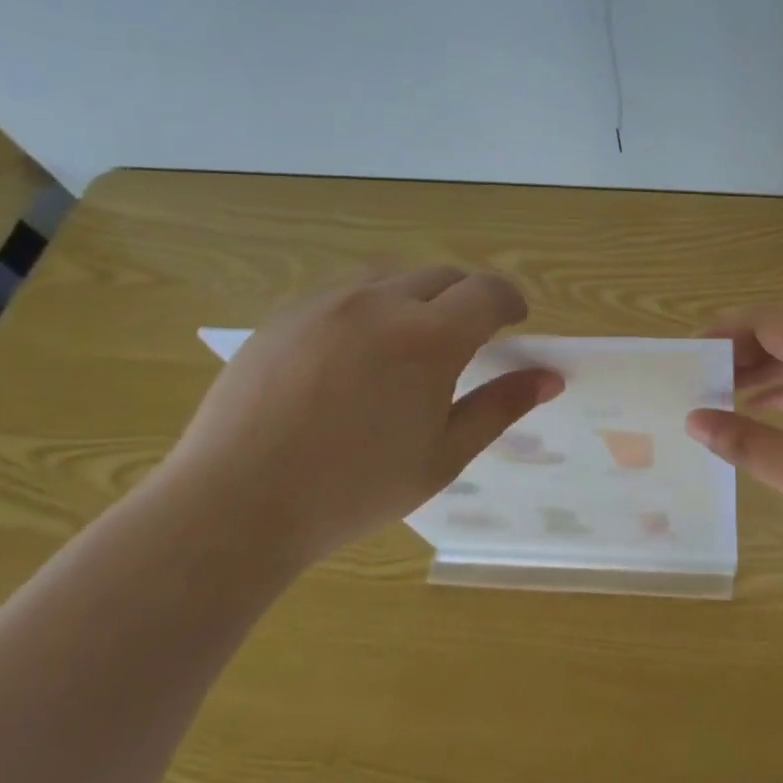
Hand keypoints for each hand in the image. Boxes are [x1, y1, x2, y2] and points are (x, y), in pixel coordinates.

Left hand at [157, 266, 561, 564]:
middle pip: (444, 276)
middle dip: (467, 299)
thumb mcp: (442, 456)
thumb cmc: (352, 490)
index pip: (488, 291)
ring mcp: (325, 303)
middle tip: (467, 342)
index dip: (510, 302)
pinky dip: (370, 306)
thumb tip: (550, 378)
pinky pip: (345, 291)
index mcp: (428, 338)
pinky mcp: (286, 314)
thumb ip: (500, 408)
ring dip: (418, 297)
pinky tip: (355, 353)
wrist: (233, 506)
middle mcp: (379, 303)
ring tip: (411, 343)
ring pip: (393, 277)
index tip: (514, 324)